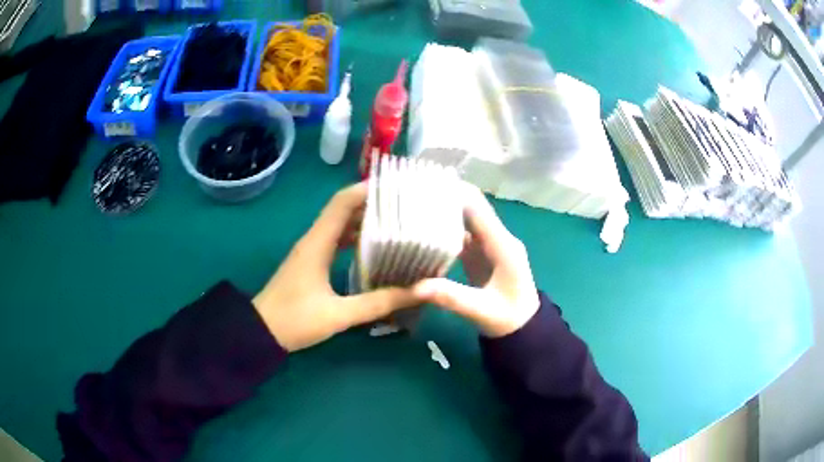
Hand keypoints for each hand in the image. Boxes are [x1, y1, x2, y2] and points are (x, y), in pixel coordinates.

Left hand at [253, 183, 423, 351]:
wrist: (260, 333)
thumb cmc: (295, 320)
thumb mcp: (340, 314)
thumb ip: (380, 302)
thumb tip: (421, 291)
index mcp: (318, 243)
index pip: (343, 202)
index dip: (368, 189)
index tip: (397, 187)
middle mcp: (314, 240)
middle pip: (344, 210)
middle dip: (373, 204)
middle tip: (406, 206)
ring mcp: (312, 251)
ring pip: (341, 226)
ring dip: (365, 221)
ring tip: (398, 223)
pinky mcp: (312, 263)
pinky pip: (337, 241)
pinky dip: (356, 239)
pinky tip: (376, 249)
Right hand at [413, 183, 539, 337]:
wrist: (524, 328)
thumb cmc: (508, 319)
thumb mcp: (481, 311)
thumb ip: (452, 297)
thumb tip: (416, 286)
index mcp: (503, 245)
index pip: (478, 209)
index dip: (455, 193)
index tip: (426, 185)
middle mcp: (497, 238)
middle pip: (471, 208)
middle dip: (445, 198)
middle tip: (412, 195)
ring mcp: (489, 244)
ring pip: (466, 219)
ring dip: (443, 211)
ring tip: (412, 207)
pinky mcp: (481, 253)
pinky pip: (462, 233)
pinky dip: (444, 229)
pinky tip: (422, 230)